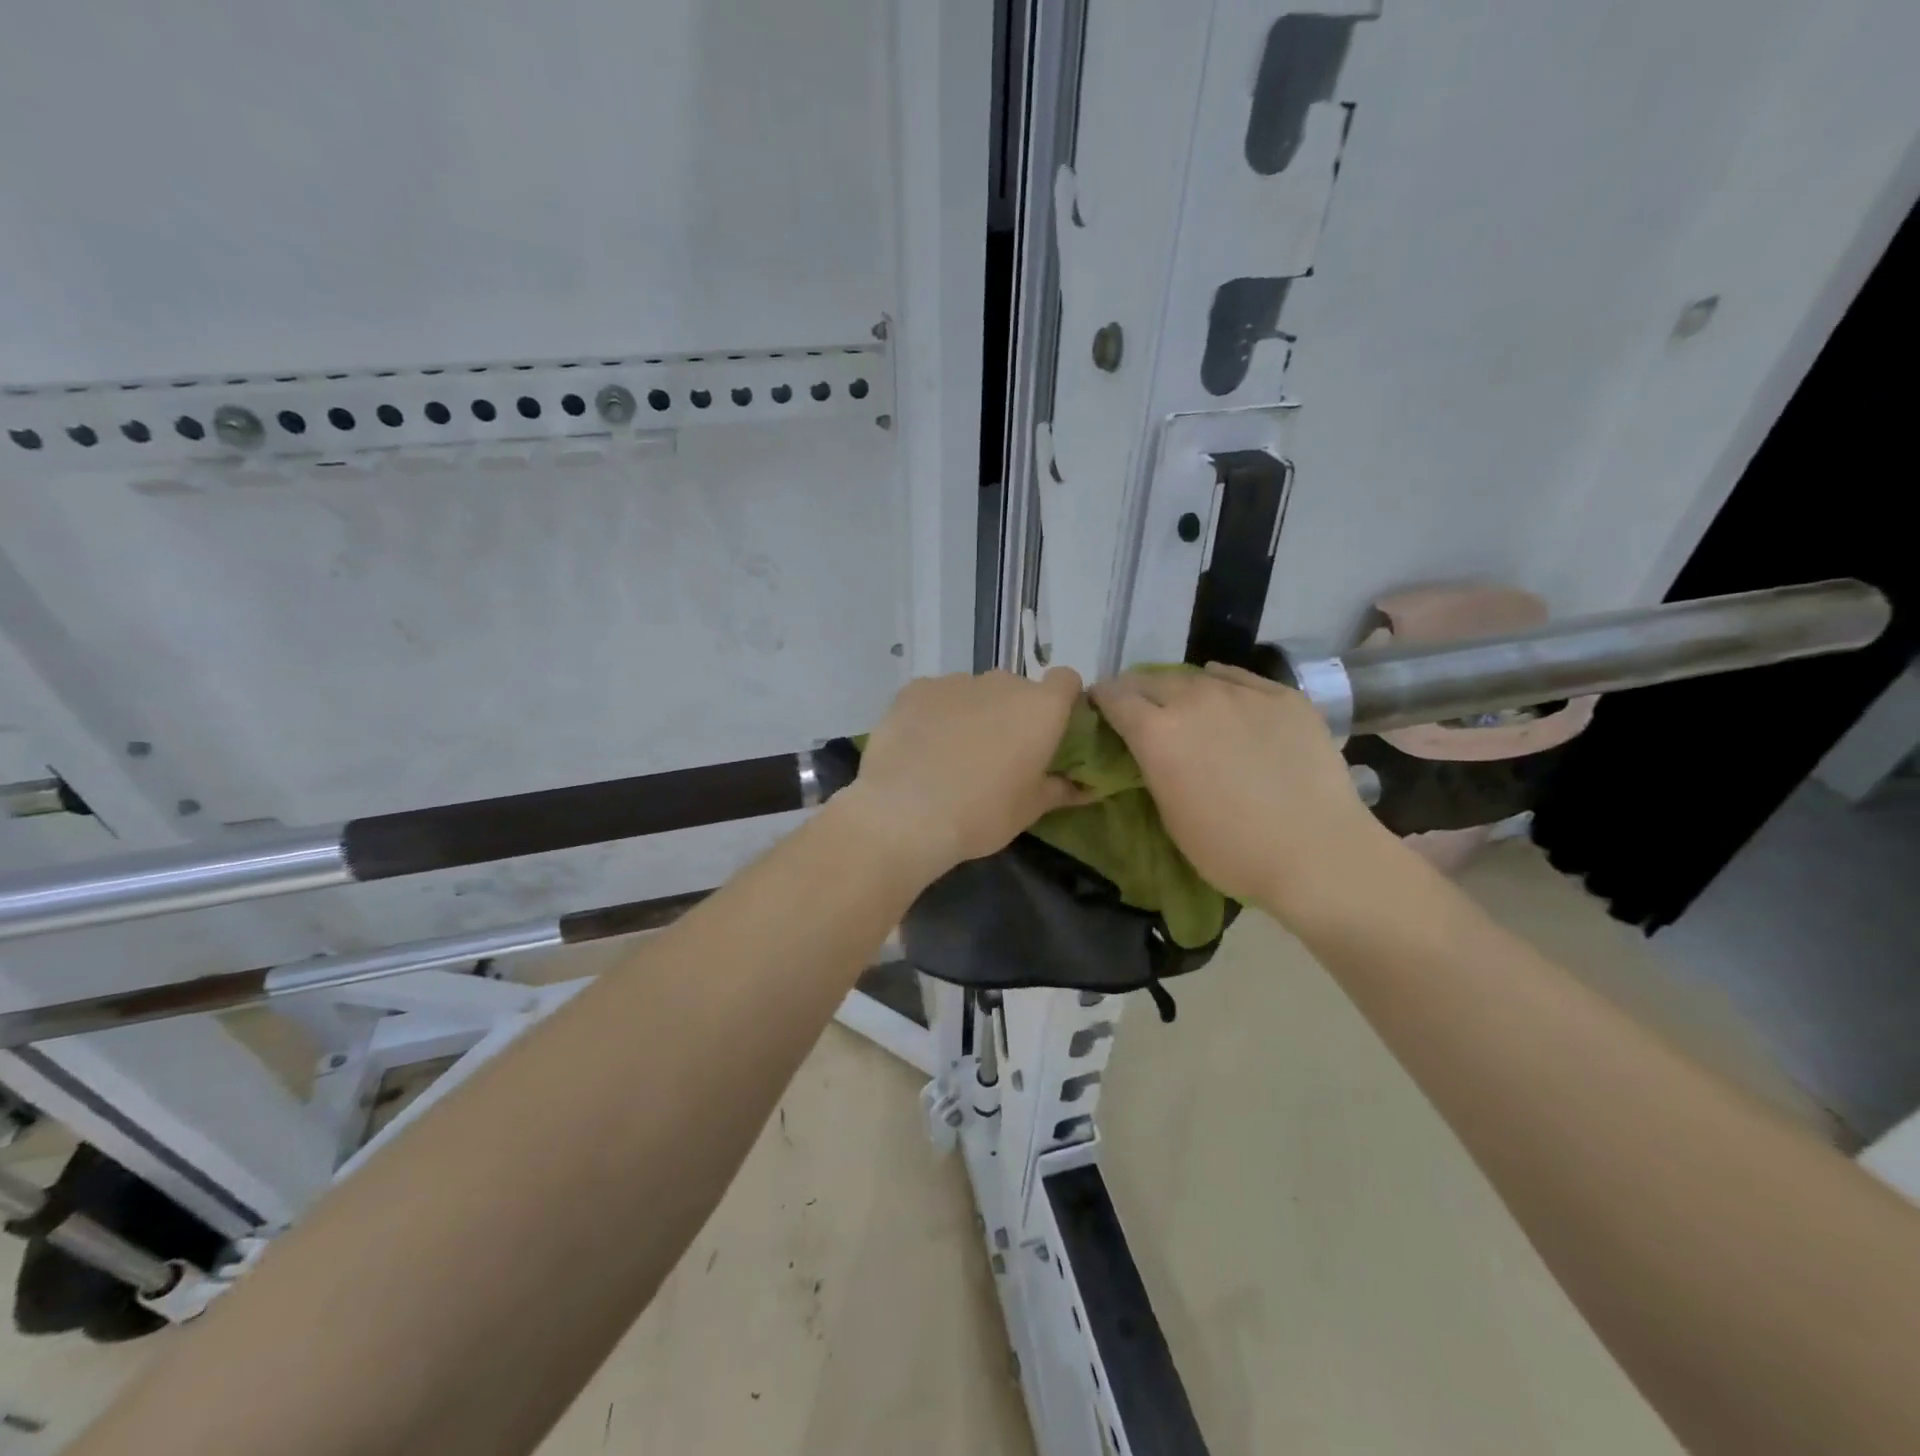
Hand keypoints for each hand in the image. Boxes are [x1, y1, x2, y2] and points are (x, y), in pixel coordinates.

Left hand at [841, 668, 1085, 880]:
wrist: (904, 814)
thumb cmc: (981, 814)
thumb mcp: (1029, 810)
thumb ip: (1060, 789)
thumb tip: (1085, 787)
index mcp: (1040, 708)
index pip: (1066, 680)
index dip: (1061, 701)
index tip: (1051, 731)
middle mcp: (1001, 682)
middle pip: (1017, 688)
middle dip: (1012, 713)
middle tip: (998, 753)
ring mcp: (955, 681)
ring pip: (974, 692)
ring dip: (973, 712)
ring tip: (952, 753)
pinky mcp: (915, 689)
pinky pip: (936, 696)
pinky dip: (935, 713)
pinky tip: (921, 746)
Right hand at [1091, 664, 1392, 922]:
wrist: (1317, 852)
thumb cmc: (1231, 850)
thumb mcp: (1169, 814)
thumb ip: (1153, 768)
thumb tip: (1149, 748)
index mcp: (1157, 732)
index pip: (1114, 696)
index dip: (1101, 700)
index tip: (1099, 710)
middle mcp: (1194, 699)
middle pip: (1150, 680)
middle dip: (1137, 692)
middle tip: (1139, 712)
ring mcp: (1242, 693)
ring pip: (1196, 676)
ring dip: (1180, 690)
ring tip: (1185, 708)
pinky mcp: (1283, 696)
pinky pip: (1240, 679)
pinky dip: (1223, 686)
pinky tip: (1227, 701)